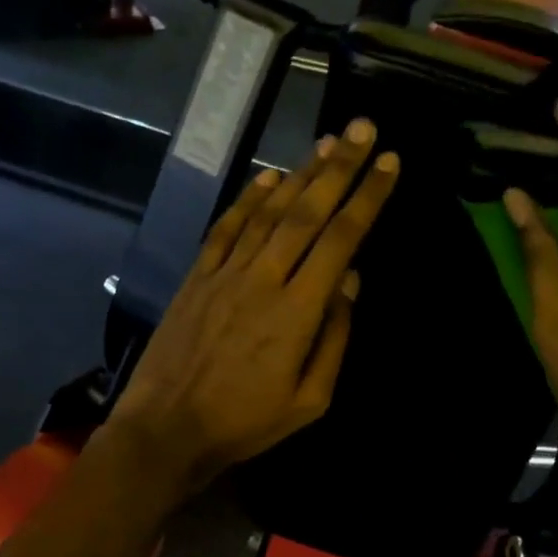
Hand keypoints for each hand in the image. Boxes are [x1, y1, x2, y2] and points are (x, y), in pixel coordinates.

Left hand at [105, 121, 399, 497]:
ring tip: (326, 142)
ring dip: (300, 173)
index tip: (390, 164)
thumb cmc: (244, 423)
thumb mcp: (309, 401)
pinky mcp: (197, 277)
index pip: (341, 240)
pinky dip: (247, 199)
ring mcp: (225, 273)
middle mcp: (264, 279)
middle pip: (307, 212)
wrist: (167, 428)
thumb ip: (333, 338)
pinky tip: (268, 176)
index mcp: (298, 311)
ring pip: (268, 212)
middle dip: (339, 167)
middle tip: (363, 128)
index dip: (368, 198)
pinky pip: (226, 228)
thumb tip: (350, 281)